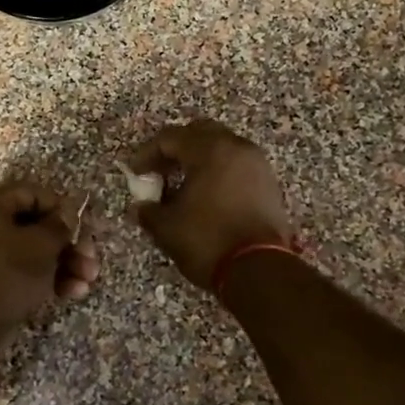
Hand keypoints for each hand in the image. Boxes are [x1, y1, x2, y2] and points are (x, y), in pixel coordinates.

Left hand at [0, 183, 99, 335]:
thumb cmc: (7, 273)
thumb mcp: (41, 244)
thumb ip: (60, 225)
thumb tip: (68, 213)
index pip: (31, 194)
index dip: (61, 208)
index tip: (83, 225)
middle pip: (34, 226)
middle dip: (68, 244)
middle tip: (91, 260)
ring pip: (32, 252)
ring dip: (64, 264)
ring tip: (88, 281)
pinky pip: (22, 272)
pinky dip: (47, 279)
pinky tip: (72, 293)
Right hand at [125, 120, 292, 289]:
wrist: (260, 270)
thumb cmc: (208, 241)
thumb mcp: (167, 228)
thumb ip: (149, 211)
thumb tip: (140, 207)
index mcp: (210, 150)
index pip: (170, 138)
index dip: (147, 154)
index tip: (135, 174)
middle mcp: (237, 148)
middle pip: (200, 133)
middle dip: (176, 149)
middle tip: (159, 172)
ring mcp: (258, 165)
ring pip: (222, 148)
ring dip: (199, 161)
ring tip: (181, 186)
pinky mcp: (269, 185)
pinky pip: (237, 166)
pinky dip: (218, 173)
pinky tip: (206, 198)